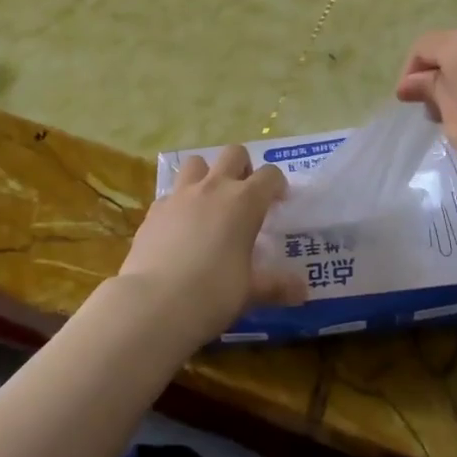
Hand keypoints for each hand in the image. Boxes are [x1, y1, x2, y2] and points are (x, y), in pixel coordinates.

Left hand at [115, 145, 303, 347]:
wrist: (154, 303)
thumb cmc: (213, 293)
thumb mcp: (251, 292)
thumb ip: (276, 286)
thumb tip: (302, 291)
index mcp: (244, 202)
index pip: (270, 175)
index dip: (277, 185)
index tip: (278, 202)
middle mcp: (213, 188)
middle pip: (233, 154)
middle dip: (243, 167)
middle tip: (244, 195)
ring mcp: (179, 195)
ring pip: (195, 162)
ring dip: (206, 175)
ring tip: (209, 202)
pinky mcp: (154, 210)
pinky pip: (170, 194)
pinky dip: (179, 203)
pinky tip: (179, 228)